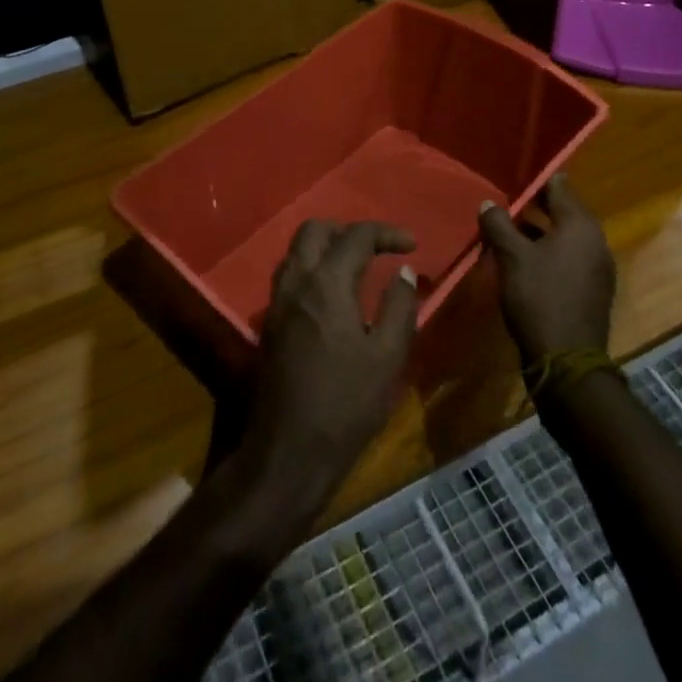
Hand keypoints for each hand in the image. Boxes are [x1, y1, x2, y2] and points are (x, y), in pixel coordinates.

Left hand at [241, 221, 420, 510]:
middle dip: (348, 230)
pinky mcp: (269, 323)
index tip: (412, 245)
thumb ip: (399, 307)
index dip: (386, 232)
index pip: (356, 236)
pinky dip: (313, 269)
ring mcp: (277, 302)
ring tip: (357, 267)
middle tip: (377, 250)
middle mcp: (296, 282)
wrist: (288, 452)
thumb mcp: (387, 357)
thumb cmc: (345, 404)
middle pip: (315, 230)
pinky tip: (333, 296)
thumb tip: (403, 272)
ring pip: (297, 251)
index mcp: (326, 284)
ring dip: (327, 247)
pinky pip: (290, 275)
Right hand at [478, 176, 614, 363]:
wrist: (567, 362)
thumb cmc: (539, 298)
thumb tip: (488, 203)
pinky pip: (569, 258)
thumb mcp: (512, 257)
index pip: (560, 188)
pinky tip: (524, 261)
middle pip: (565, 212)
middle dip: (536, 206)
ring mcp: (598, 268)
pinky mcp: (592, 290)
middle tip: (506, 201)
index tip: (514, 175)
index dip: (537, 180)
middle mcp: (596, 242)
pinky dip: (549, 253)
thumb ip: (499, 225)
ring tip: (508, 229)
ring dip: (540, 231)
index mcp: (581, 226)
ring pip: (566, 237)